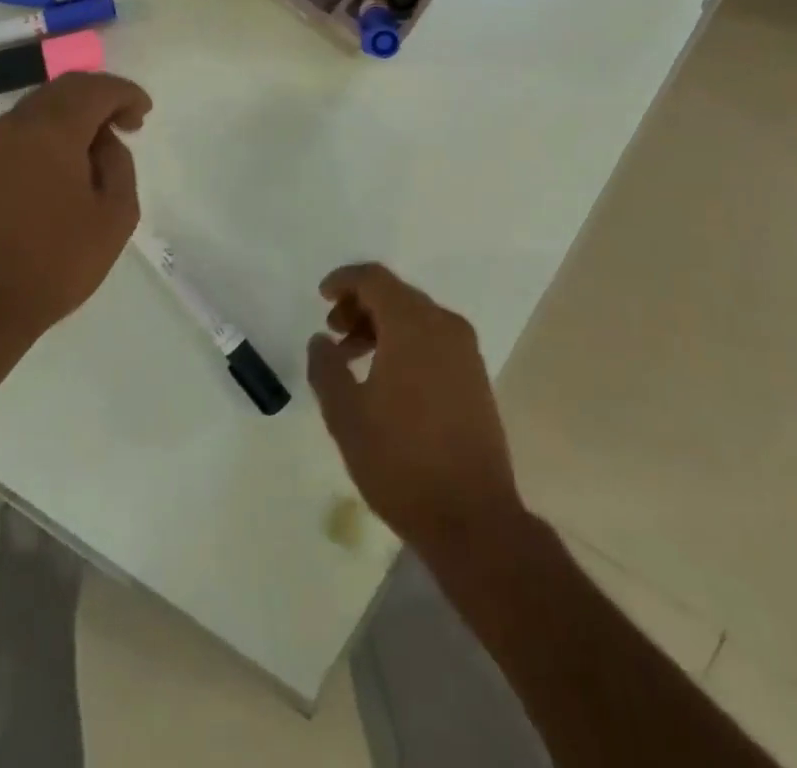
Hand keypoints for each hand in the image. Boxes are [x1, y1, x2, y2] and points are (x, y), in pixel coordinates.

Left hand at [0, 72, 150, 350]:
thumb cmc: (57, 261)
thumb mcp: (115, 215)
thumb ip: (119, 164)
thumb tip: (103, 143)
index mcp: (51, 130)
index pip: (96, 89)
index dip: (126, 94)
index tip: (144, 115)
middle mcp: (17, 124)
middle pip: (66, 87)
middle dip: (102, 97)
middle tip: (127, 123)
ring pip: (42, 104)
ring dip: (76, 112)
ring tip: (100, 145)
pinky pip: (24, 127)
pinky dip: (52, 128)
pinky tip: (68, 160)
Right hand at [307, 264, 522, 553]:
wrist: (473, 517)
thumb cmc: (401, 462)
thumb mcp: (346, 416)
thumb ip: (326, 368)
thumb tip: (320, 340)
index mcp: (413, 325)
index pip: (375, 279)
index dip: (344, 280)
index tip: (321, 297)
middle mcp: (444, 326)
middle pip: (396, 295)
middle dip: (360, 305)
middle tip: (333, 333)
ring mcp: (465, 352)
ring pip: (415, 318)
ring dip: (380, 326)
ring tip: (351, 358)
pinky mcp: (475, 376)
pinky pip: (433, 340)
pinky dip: (404, 343)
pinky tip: (385, 378)